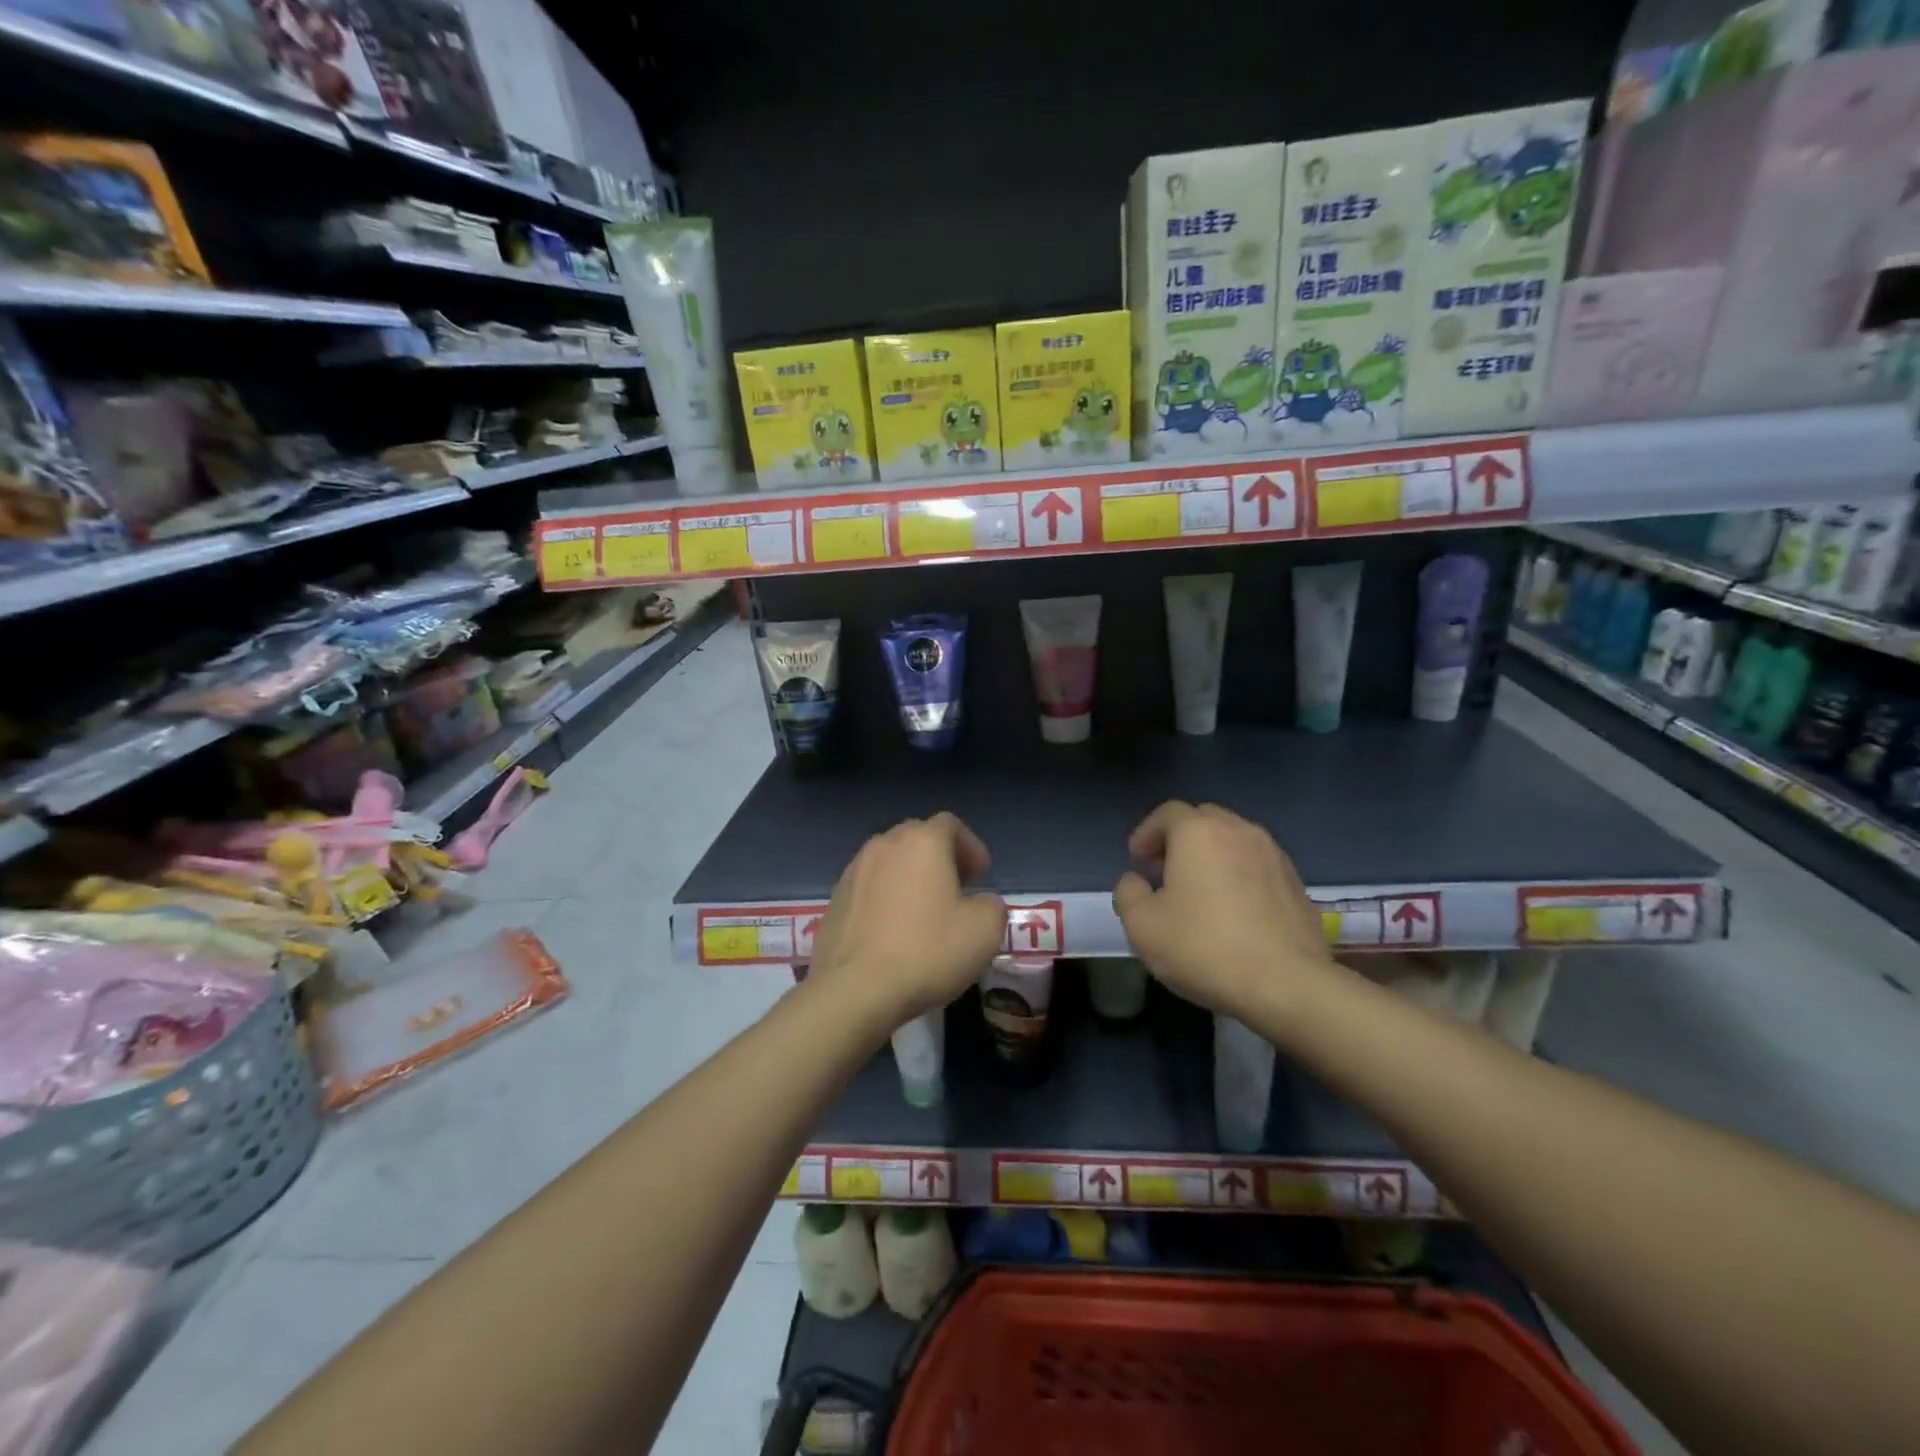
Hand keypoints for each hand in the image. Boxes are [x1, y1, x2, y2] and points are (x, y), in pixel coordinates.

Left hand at [807, 813, 1006, 1034]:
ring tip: (923, 911)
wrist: (855, 990)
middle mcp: (884, 845)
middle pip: (916, 837)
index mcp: (922, 842)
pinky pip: (868, 888)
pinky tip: (893, 931)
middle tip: (956, 889)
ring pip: (889, 862)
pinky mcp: (834, 900)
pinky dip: (885, 898)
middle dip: (939, 857)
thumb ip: (992, 905)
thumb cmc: (927, 951)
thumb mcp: (984, 931)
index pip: (950, 824)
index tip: (981, 876)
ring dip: (909, 877)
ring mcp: (853, 871)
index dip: (970, 846)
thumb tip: (980, 903)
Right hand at [1112, 801, 1335, 1021]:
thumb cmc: (1204, 947)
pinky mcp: (1296, 882)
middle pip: (1203, 820)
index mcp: (1198, 832)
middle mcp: (1238, 830)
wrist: (1287, 984)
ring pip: (1233, 841)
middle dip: (1179, 839)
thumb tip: (1135, 881)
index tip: (1137, 859)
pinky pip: (1257, 865)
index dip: (1147, 833)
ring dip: (1211, 856)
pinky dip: (1239, 875)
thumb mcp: (1142, 926)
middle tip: (1164, 871)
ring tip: (1199, 891)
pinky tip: (1232, 910)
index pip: (1167, 813)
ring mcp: (1273, 854)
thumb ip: (1128, 893)